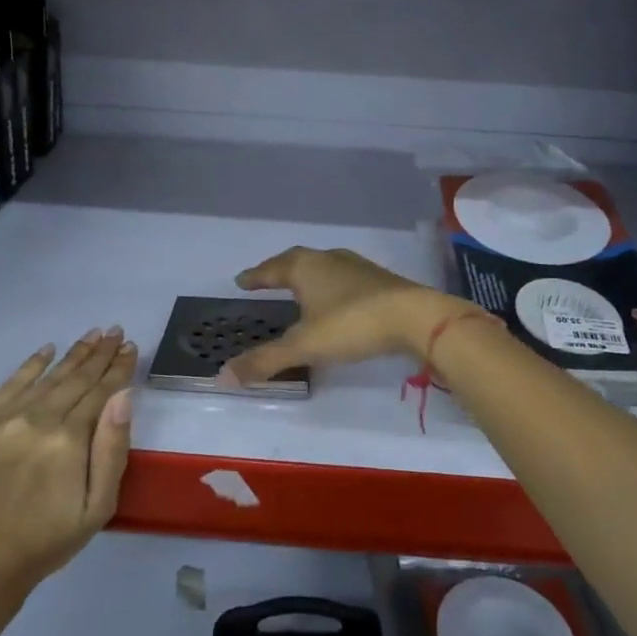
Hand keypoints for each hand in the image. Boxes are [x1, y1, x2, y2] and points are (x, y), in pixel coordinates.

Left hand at [0, 329, 137, 597]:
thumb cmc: (48, 540)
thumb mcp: (99, 506)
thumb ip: (113, 449)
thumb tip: (123, 395)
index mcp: (68, 441)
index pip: (101, 392)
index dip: (118, 368)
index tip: (130, 346)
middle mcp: (34, 421)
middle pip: (75, 379)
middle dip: (98, 353)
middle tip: (115, 330)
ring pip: (44, 378)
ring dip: (71, 355)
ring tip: (91, 334)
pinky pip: (6, 386)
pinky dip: (29, 366)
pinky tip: (47, 350)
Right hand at [218, 247, 477, 387]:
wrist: (415, 316)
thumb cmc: (352, 325)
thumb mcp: (304, 346)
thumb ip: (265, 360)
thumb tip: (221, 376)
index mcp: (304, 267)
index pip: (271, 269)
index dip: (255, 276)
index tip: (242, 280)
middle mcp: (327, 259)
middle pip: (296, 261)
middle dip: (279, 271)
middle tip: (266, 280)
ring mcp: (355, 266)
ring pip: (322, 266)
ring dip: (307, 276)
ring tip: (298, 289)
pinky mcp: (378, 279)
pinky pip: (343, 277)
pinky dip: (330, 286)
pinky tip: (335, 300)